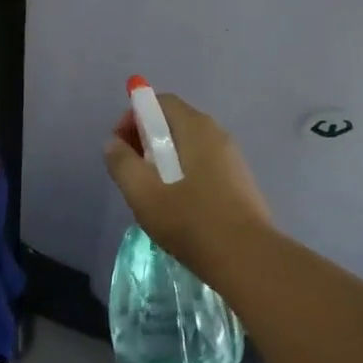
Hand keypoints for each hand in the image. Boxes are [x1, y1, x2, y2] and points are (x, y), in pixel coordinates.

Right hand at [102, 94, 275, 279]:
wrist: (248, 260)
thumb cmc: (192, 222)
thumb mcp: (144, 194)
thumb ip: (123, 164)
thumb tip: (113, 143)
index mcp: (196, 127)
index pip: (160, 102)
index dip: (134, 118)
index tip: (121, 147)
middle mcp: (217, 133)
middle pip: (174, 122)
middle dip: (146, 140)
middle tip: (132, 172)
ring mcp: (232, 157)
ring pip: (188, 146)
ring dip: (164, 160)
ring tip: (152, 192)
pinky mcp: (239, 181)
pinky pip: (203, 164)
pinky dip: (184, 173)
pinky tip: (178, 205)